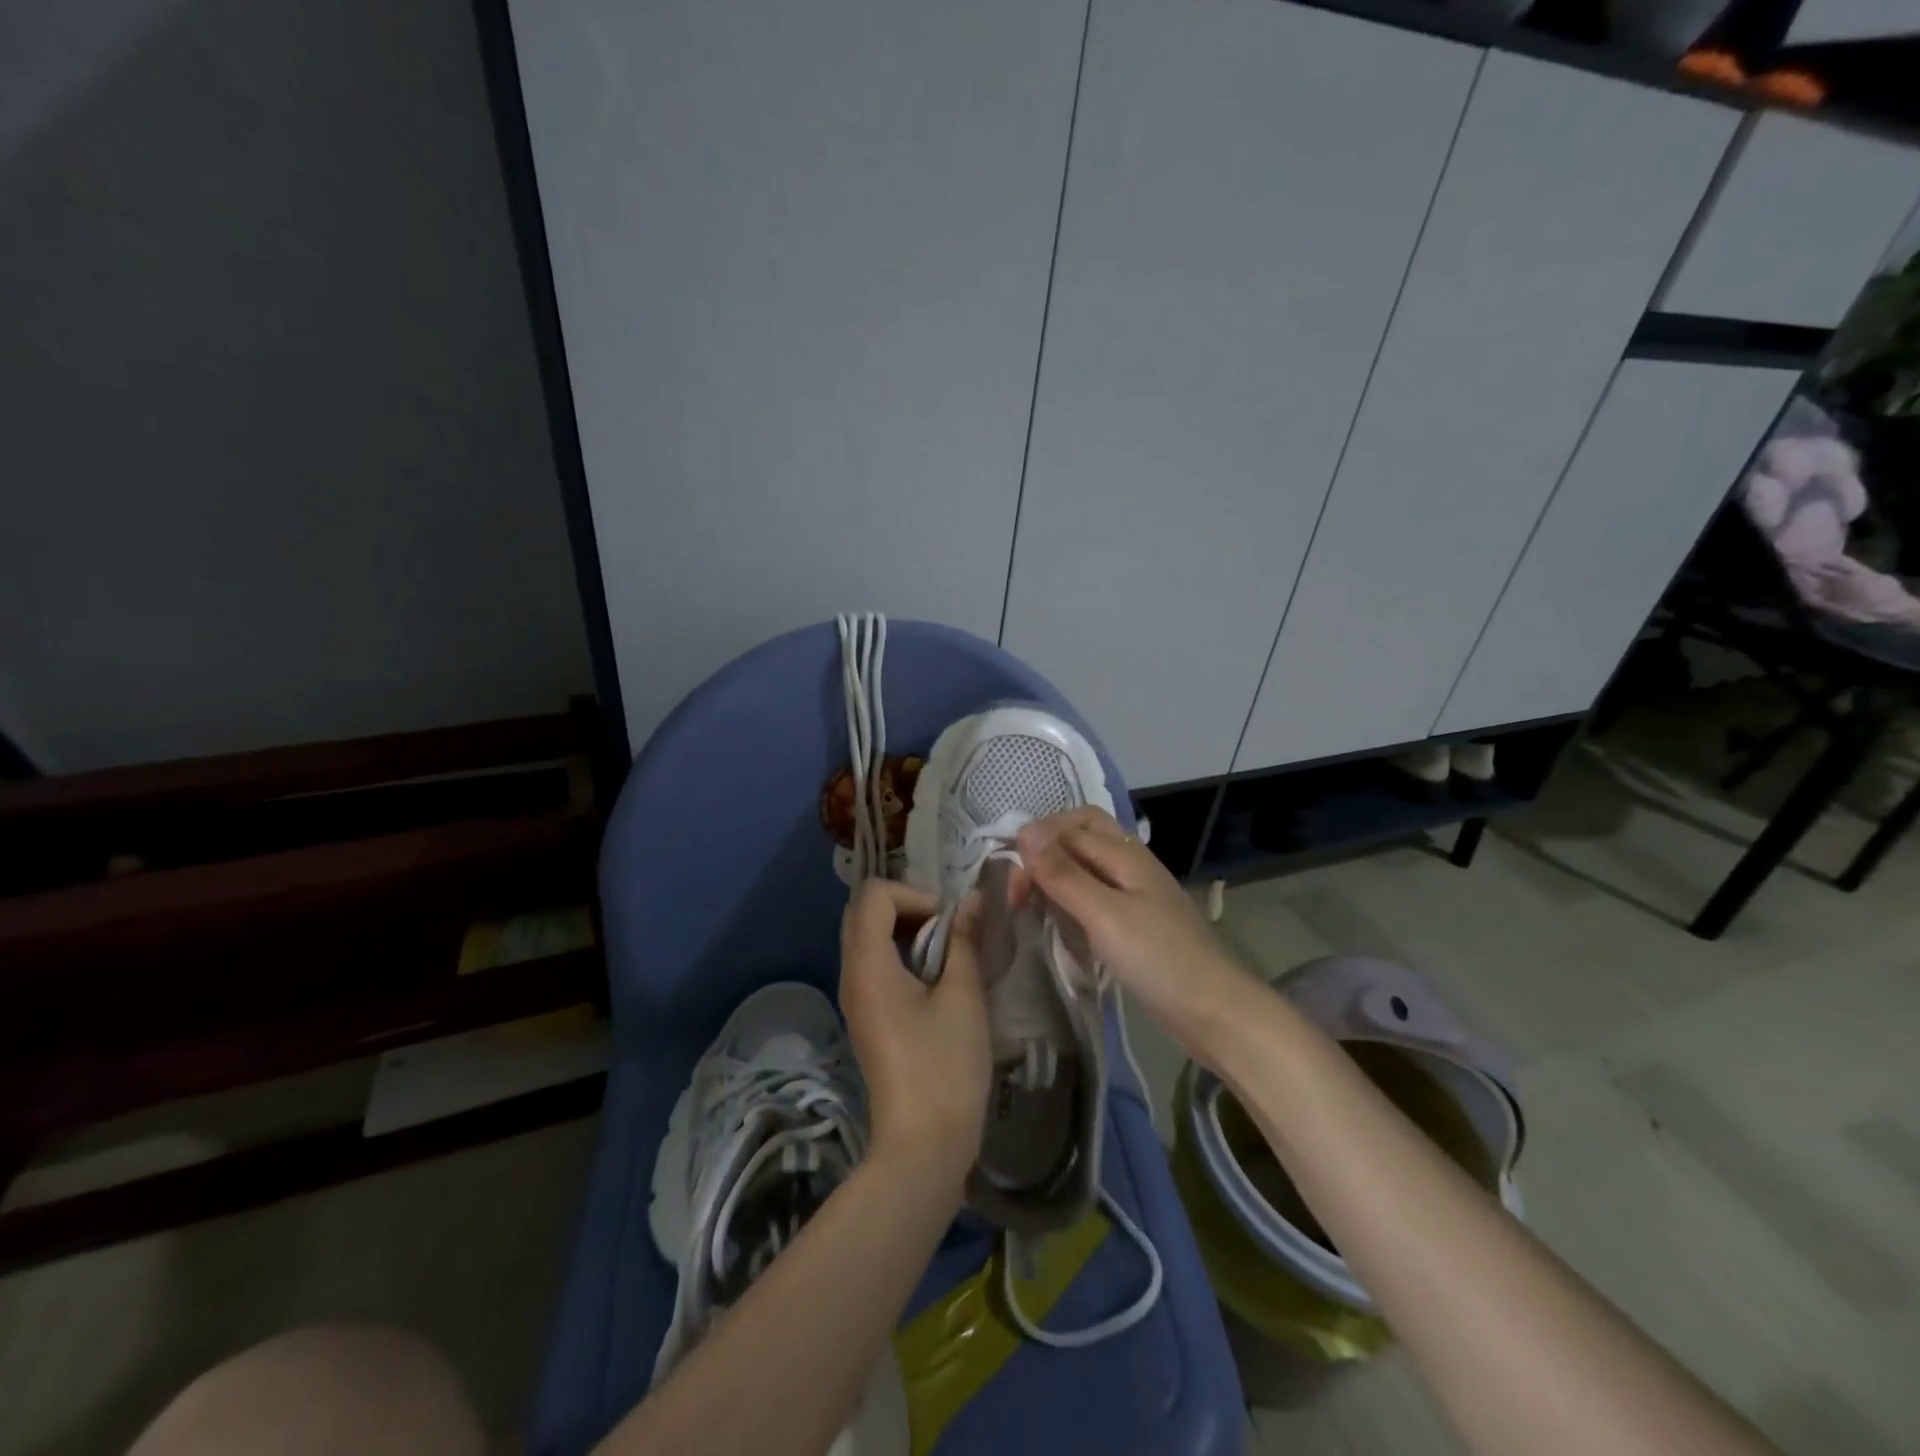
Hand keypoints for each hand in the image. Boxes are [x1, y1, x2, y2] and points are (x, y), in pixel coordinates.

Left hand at [838, 880, 989, 1191]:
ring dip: (909, 931)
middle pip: (866, 912)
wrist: (923, 1147)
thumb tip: (972, 900)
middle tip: (950, 930)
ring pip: (871, 937)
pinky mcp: (867, 1016)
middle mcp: (852, 975)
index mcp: (867, 965)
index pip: (874, 895)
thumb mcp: (963, 996)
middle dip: (911, 907)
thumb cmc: (945, 1068)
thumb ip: (965, 940)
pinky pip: (876, 964)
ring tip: (950, 953)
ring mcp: (856, 997)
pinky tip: (938, 979)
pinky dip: (904, 955)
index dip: (914, 894)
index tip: (949, 922)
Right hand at [1014, 807, 1248, 1048]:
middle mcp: (1130, 864)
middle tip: (1020, 888)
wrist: (1215, 1012)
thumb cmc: (1158, 959)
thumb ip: (1063, 873)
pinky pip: (1095, 895)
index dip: (1035, 845)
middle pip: (1080, 834)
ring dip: (1056, 876)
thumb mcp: (1103, 914)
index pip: (1068, 827)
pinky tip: (1060, 924)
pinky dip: (1071, 901)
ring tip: (1032, 905)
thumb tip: (1023, 830)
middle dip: (1045, 851)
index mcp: (1125, 853)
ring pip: (1086, 865)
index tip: (1012, 886)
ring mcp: (1135, 893)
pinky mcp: (1135, 921)